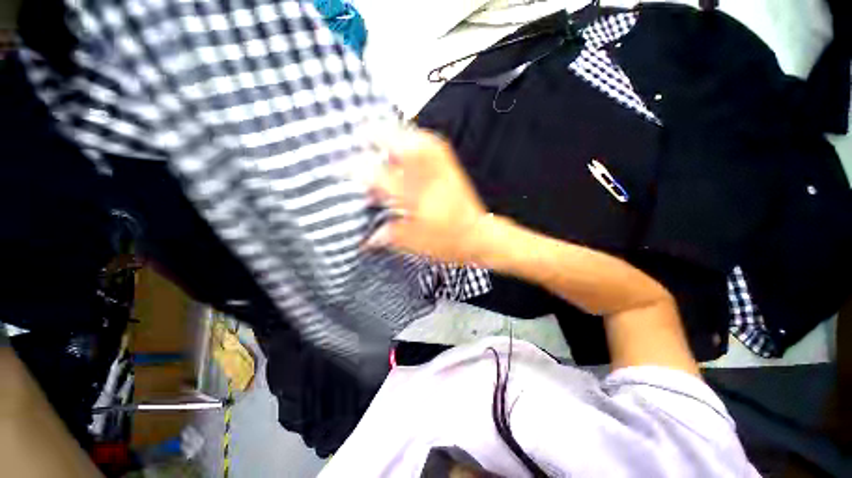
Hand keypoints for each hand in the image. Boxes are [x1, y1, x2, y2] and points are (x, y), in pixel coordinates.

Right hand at [366, 128, 490, 263]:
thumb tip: (369, 237)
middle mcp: (428, 177)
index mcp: (415, 197)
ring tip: (381, 132)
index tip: (343, 167)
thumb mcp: (415, 243)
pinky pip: (432, 144)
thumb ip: (389, 235)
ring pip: (416, 138)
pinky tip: (410, 140)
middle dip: (376, 135)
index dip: (358, 169)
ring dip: (396, 132)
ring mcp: (441, 169)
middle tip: (361, 134)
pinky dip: (417, 137)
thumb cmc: (450, 241)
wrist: (478, 236)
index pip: (378, 175)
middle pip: (399, 144)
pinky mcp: (450, 168)